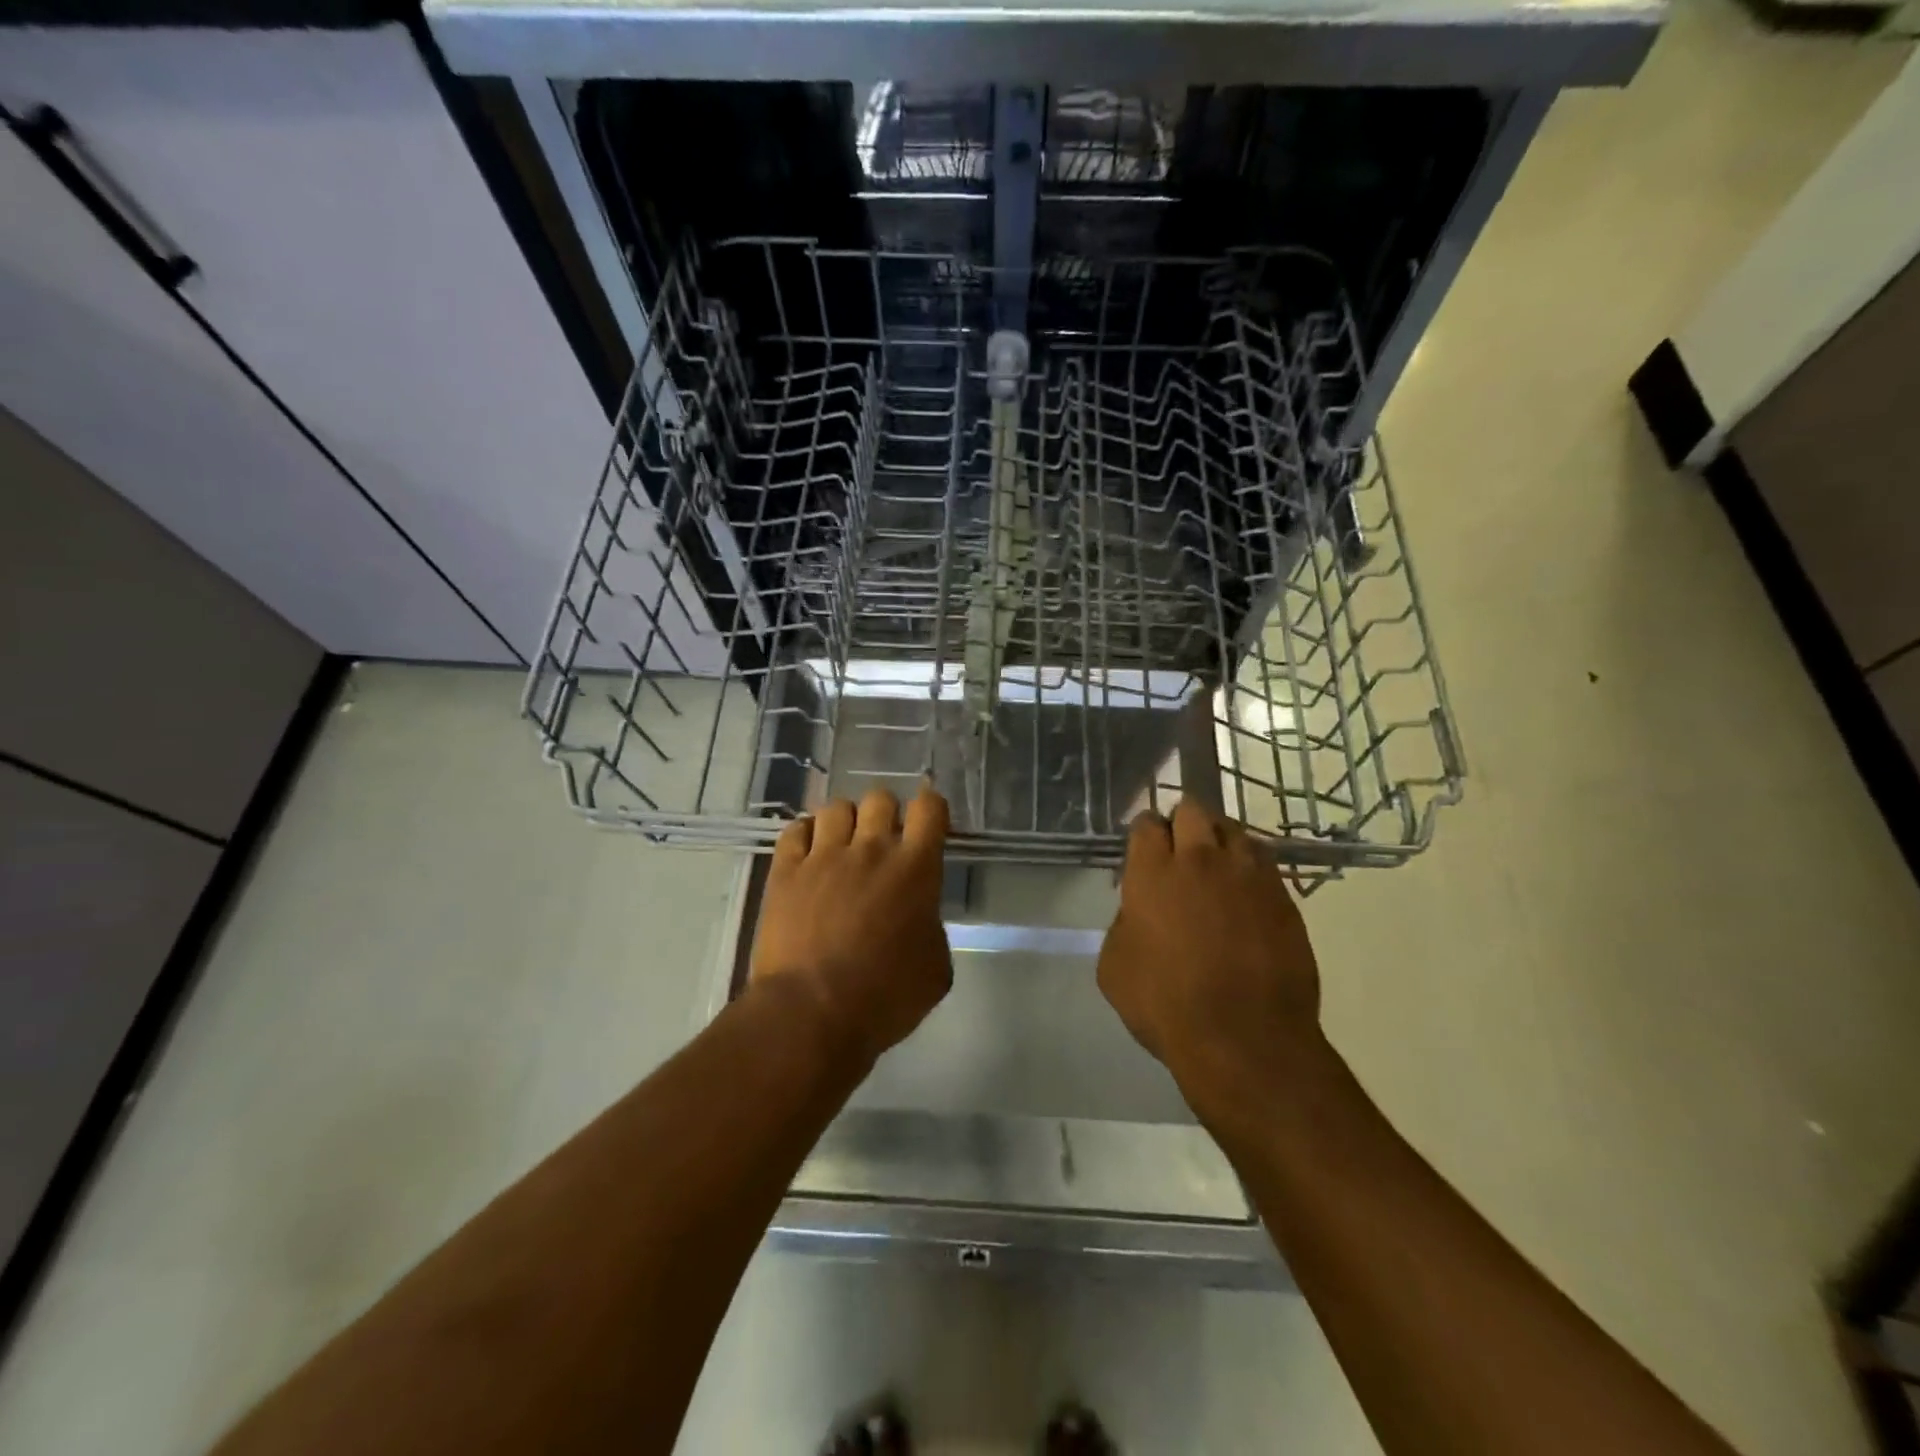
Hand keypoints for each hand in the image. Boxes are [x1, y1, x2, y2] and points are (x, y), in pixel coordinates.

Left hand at [750, 786, 951, 1063]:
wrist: (812, 1013)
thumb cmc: (885, 998)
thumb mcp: (936, 969)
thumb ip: (931, 927)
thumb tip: (918, 917)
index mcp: (915, 868)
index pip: (930, 807)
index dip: (932, 810)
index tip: (929, 826)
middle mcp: (870, 849)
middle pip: (880, 798)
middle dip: (886, 814)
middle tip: (883, 844)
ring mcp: (823, 856)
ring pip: (836, 807)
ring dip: (846, 822)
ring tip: (843, 847)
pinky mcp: (785, 870)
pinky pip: (796, 830)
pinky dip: (806, 835)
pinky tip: (810, 856)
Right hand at [1097, 800, 1322, 1115]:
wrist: (1245, 1040)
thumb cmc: (1166, 1005)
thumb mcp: (1115, 967)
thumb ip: (1124, 924)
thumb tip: (1139, 913)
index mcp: (1153, 872)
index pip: (1146, 823)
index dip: (1143, 833)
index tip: (1143, 851)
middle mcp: (1202, 860)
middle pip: (1193, 809)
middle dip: (1182, 822)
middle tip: (1178, 851)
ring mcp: (1249, 875)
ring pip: (1234, 829)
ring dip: (1220, 840)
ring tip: (1216, 868)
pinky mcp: (1284, 897)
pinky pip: (1265, 864)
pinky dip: (1250, 869)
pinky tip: (1245, 896)